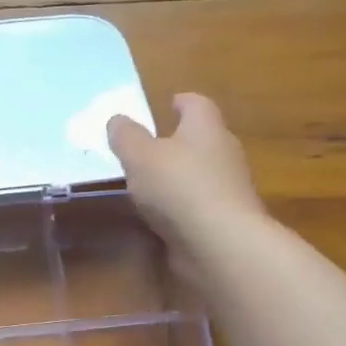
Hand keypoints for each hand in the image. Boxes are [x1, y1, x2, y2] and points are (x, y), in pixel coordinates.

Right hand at [107, 93, 267, 283]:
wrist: (220, 243)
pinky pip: (198, 204)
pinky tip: (160, 216)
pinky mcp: (224, 220)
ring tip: (148, 184)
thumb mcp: (139, 156)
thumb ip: (125, 136)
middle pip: (201, 138)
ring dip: (179, 176)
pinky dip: (181, 205)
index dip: (181, 102)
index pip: (197, 104)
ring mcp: (228, 189)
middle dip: (178, 141)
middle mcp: (223, 153)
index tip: (167, 105)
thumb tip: (117, 119)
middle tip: (148, 147)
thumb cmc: (178, 187)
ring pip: (201, 173)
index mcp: (205, 128)